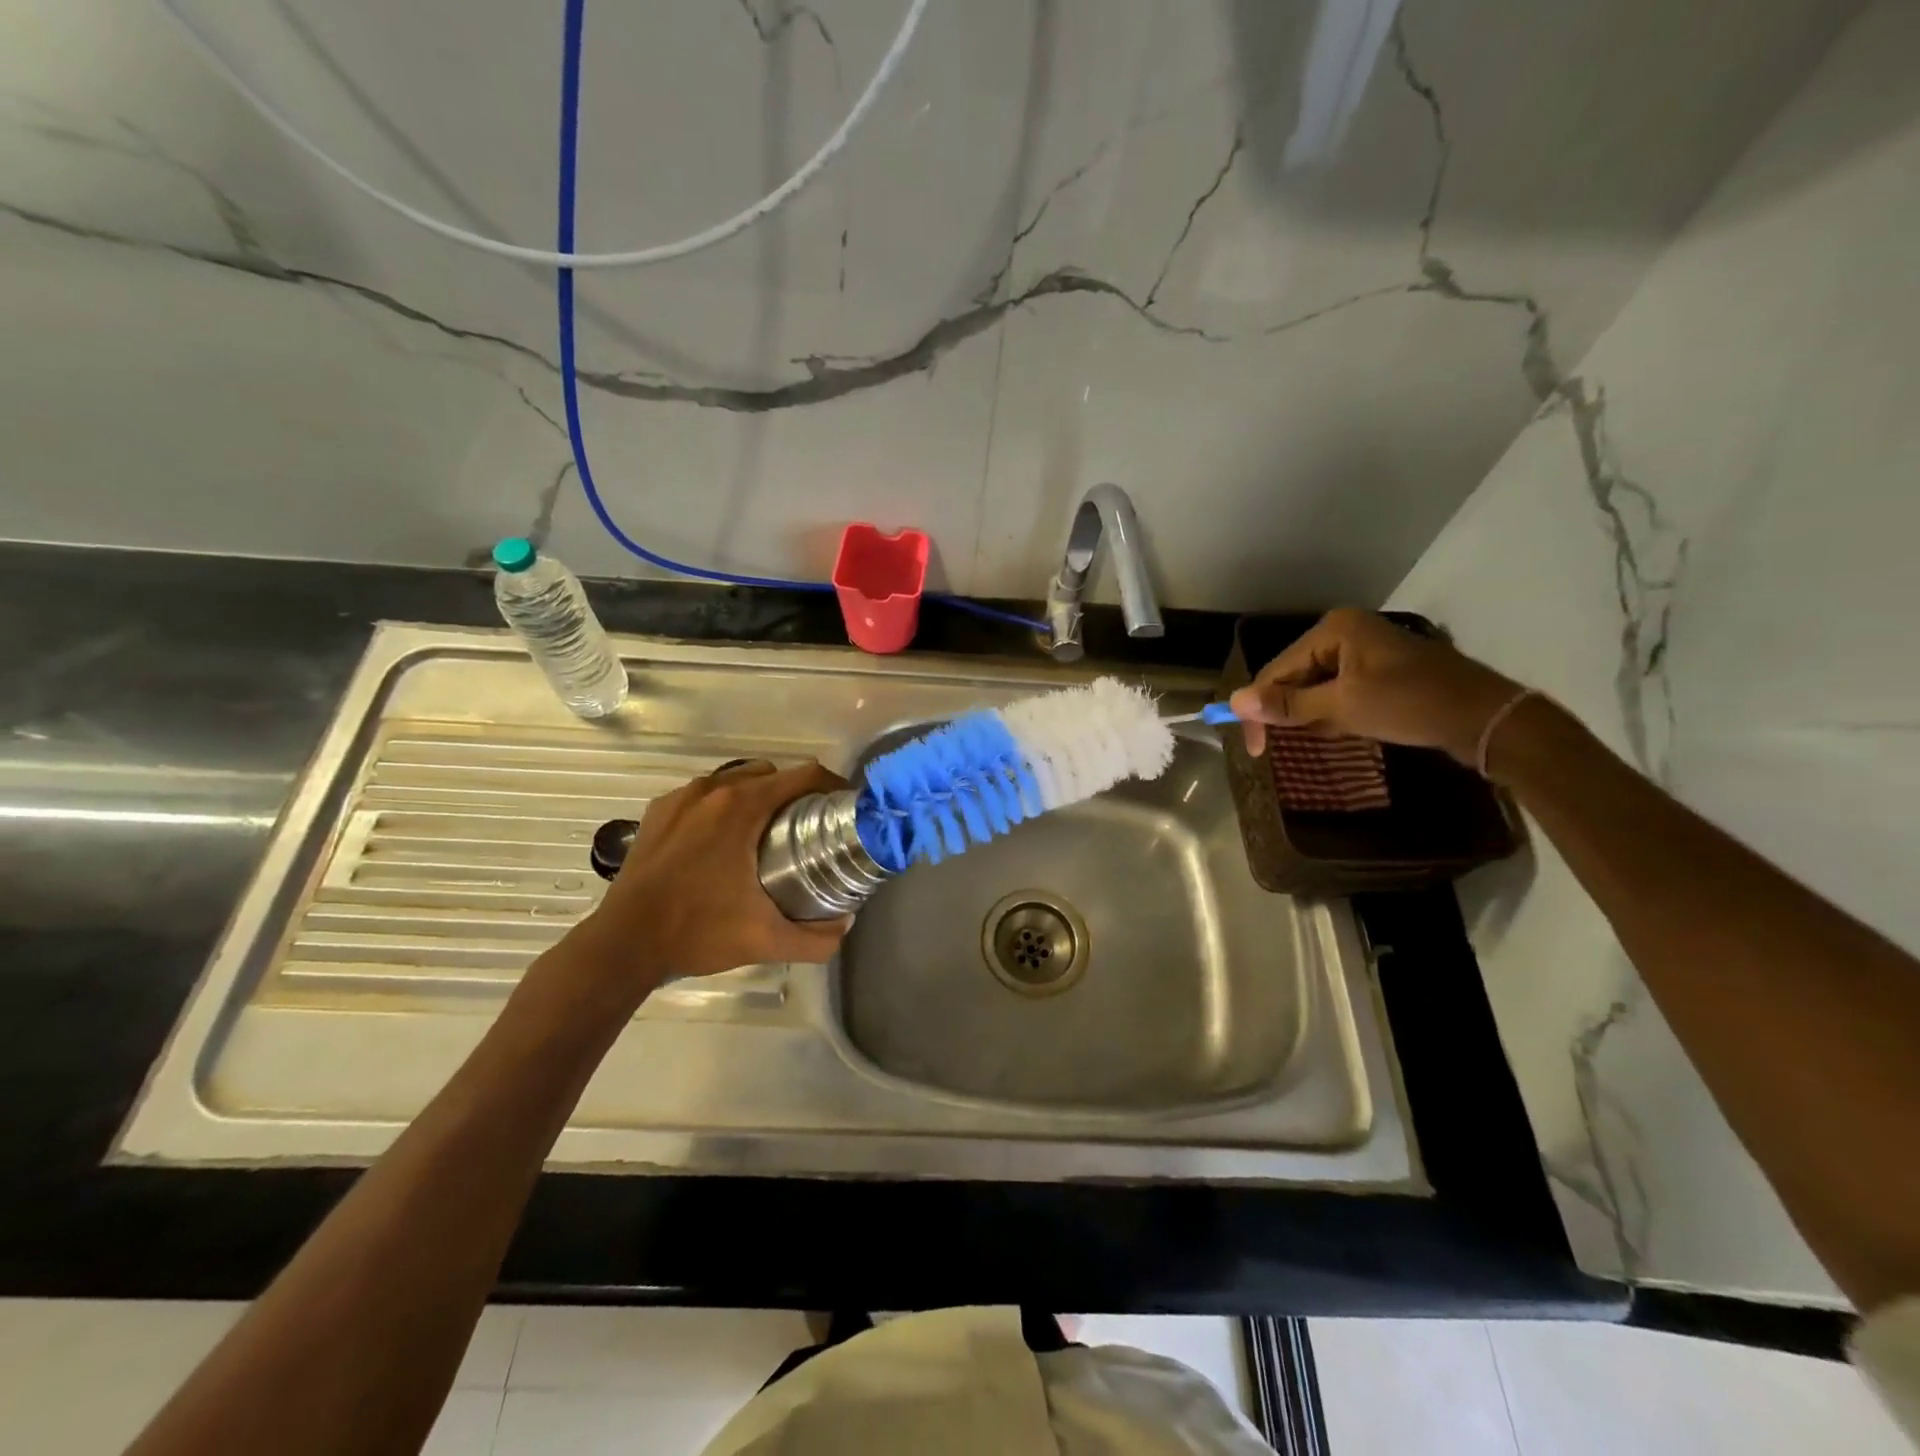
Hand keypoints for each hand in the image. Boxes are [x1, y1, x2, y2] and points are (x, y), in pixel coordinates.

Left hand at [580, 760, 852, 986]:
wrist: (623, 944)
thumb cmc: (698, 931)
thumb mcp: (766, 940)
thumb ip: (816, 938)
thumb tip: (845, 926)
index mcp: (743, 806)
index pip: (803, 776)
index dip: (832, 786)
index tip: (844, 807)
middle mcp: (712, 790)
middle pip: (770, 774)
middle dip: (795, 793)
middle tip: (809, 827)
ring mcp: (680, 798)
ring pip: (734, 781)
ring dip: (757, 797)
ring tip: (768, 833)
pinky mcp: (657, 812)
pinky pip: (703, 796)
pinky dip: (722, 807)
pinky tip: (721, 841)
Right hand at [1226, 608, 1524, 765]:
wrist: (1486, 718)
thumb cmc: (1411, 704)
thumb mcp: (1342, 706)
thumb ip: (1287, 705)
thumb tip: (1235, 702)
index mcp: (1333, 630)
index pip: (1276, 670)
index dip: (1259, 709)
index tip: (1254, 750)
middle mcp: (1346, 633)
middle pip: (1294, 677)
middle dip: (1291, 713)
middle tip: (1286, 747)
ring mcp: (1365, 652)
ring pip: (1316, 689)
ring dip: (1316, 716)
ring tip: (1335, 734)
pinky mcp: (1381, 672)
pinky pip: (1339, 693)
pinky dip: (1336, 714)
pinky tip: (1350, 730)